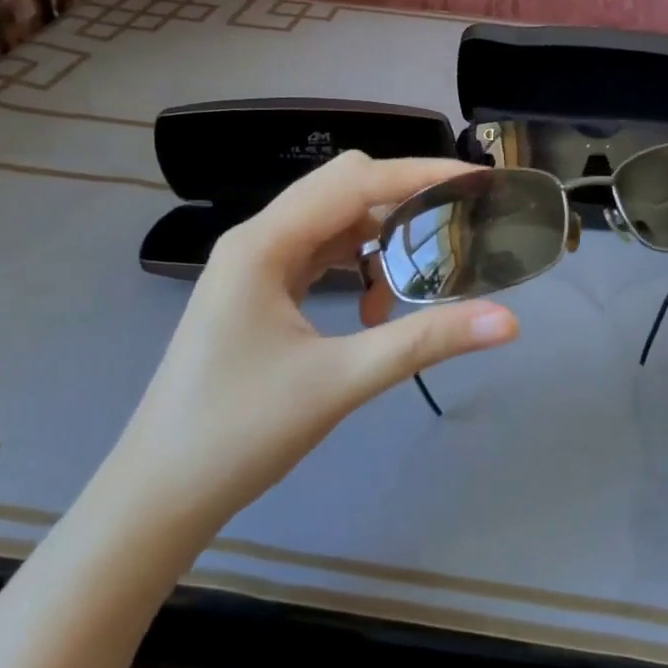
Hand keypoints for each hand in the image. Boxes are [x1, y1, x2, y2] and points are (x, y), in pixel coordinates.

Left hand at [108, 152, 519, 543]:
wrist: (160, 494)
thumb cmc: (240, 432)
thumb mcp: (341, 381)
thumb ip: (425, 342)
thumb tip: (508, 321)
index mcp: (264, 244)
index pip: (355, 180)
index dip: (419, 173)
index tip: (475, 180)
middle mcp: (257, 240)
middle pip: (342, 190)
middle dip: (402, 198)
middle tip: (458, 223)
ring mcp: (253, 267)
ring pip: (331, 223)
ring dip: (379, 237)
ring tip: (422, 270)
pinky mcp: (257, 294)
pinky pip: (317, 256)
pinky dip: (356, 265)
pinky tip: (376, 306)